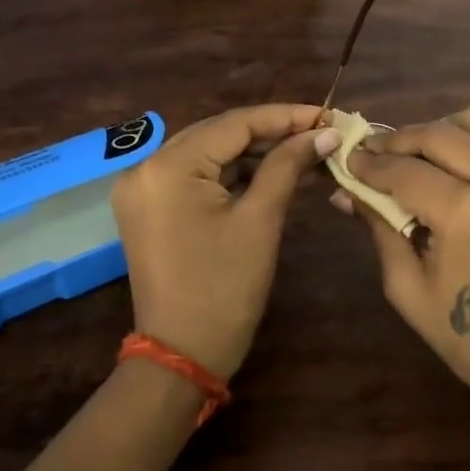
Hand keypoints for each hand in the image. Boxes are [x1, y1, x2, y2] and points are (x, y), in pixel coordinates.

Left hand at [112, 104, 340, 377]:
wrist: (182, 356)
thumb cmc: (225, 289)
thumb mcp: (260, 220)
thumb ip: (288, 165)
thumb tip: (325, 133)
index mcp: (167, 167)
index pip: (234, 124)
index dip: (284, 116)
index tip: (326, 114)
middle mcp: (145, 167)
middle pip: (218, 133)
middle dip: (271, 131)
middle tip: (319, 131)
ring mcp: (143, 188)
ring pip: (208, 153)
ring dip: (253, 152)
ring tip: (304, 149)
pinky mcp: (150, 208)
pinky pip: (196, 176)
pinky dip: (232, 173)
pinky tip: (271, 171)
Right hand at [337, 105, 469, 425]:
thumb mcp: (411, 291)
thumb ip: (380, 230)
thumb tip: (345, 192)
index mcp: (467, 214)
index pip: (404, 171)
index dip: (369, 164)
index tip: (345, 160)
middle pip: (438, 134)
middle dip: (396, 140)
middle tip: (370, 154)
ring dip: (436, 130)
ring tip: (411, 154)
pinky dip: (469, 138)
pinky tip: (448, 163)